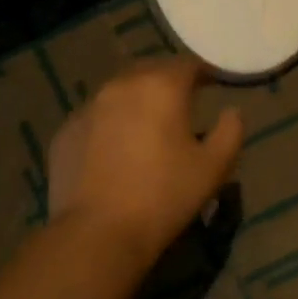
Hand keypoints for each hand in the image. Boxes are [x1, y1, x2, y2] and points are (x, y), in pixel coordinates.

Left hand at [46, 57, 244, 265]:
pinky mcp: (65, 133)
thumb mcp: (214, 167)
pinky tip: (117, 151)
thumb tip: (232, 112)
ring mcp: (87, 108)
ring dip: (137, 101)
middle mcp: (120, 86)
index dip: (204, 73)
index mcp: (160, 87)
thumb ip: (231, 131)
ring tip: (149, 126)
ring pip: (119, 93)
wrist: (98, 233)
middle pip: (150, 71)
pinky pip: (95, 119)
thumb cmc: (165, 196)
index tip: (214, 84)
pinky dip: (110, 125)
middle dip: (168, 82)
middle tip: (183, 104)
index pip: (188, 65)